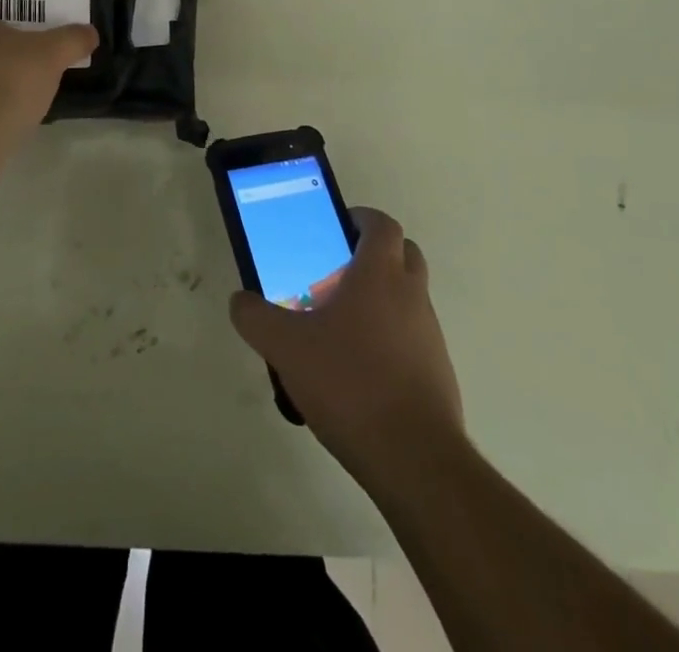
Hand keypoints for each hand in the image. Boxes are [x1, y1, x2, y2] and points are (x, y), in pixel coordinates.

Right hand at [230, 207, 464, 476]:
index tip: (336, 230)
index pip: (382, 224)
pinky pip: (414, 338)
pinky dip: (392, 339)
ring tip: (340, 328)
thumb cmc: (349, 383)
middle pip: (404, 254)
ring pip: (409, 297)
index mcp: (380, 274)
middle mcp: (412, 295)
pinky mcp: (438, 373)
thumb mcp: (285, 347)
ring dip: (382, 299)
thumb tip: (240, 301)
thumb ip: (256, 318)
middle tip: (337, 273)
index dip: (361, 219)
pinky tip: (359, 372)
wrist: (413, 459)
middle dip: (375, 255)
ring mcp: (430, 335)